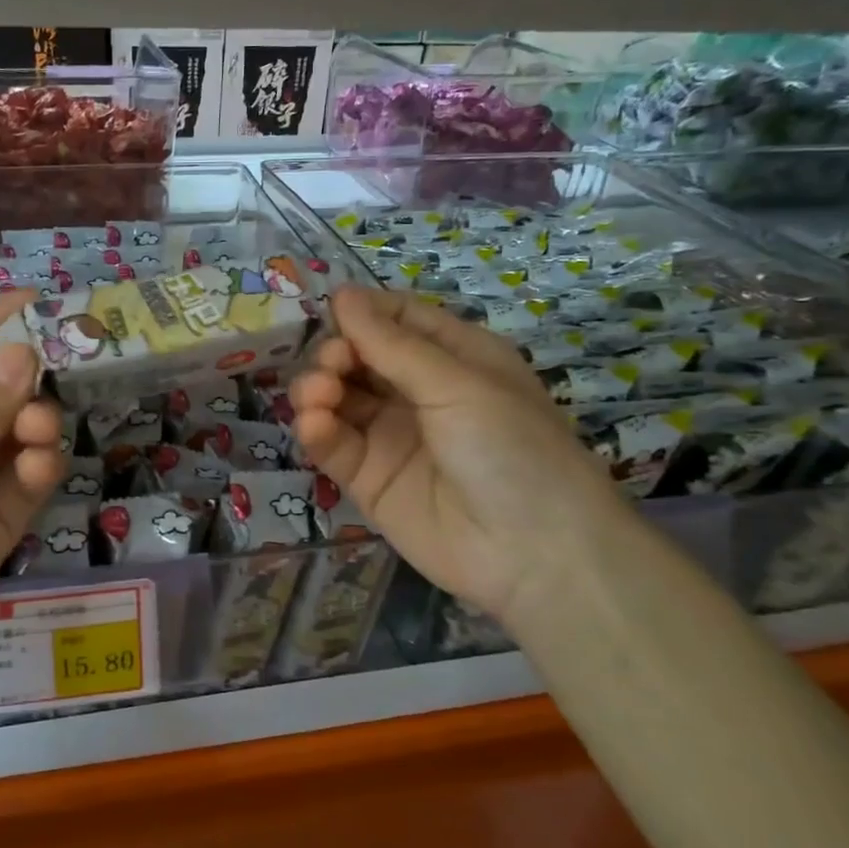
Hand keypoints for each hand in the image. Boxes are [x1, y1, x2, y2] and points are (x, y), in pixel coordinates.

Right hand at [292, 287, 633, 625]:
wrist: (533, 554)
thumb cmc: (510, 448)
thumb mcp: (458, 384)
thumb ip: (392, 344)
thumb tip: (342, 294)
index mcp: (454, 358)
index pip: (397, 319)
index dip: (363, 312)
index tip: (332, 311)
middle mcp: (419, 391)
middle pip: (359, 356)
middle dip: (337, 353)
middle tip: (333, 367)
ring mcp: (390, 436)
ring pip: (338, 398)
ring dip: (318, 388)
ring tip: (319, 395)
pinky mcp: (367, 478)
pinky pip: (333, 443)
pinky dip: (317, 430)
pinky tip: (316, 425)